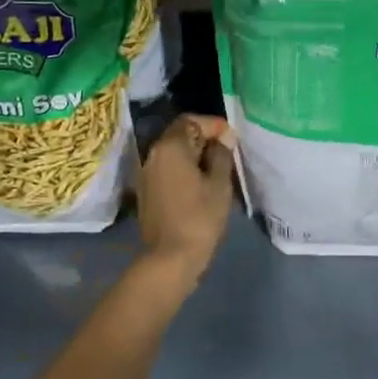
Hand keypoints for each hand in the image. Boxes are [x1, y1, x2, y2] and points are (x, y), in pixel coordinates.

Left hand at [136, 114, 236, 287]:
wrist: (170, 257)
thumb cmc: (199, 218)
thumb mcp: (219, 184)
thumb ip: (222, 155)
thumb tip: (224, 138)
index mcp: (171, 147)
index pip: (191, 121)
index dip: (213, 125)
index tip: (231, 138)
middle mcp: (153, 154)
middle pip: (180, 134)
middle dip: (204, 138)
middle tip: (226, 152)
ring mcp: (146, 173)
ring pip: (173, 152)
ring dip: (194, 154)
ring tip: (216, 168)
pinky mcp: (146, 190)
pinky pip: (167, 168)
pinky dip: (183, 168)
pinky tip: (200, 183)